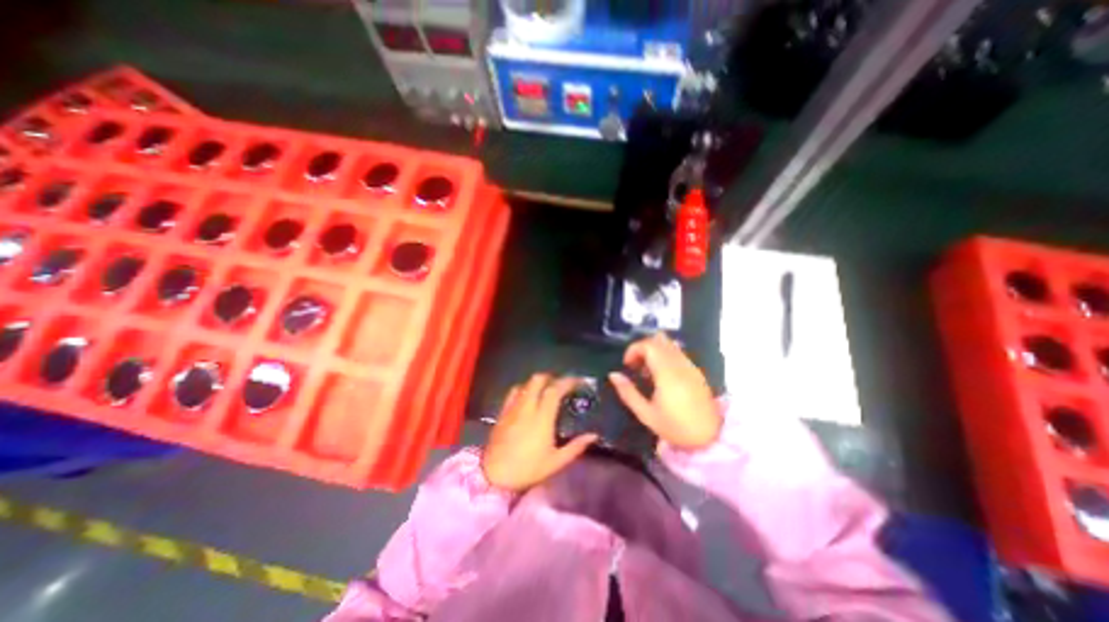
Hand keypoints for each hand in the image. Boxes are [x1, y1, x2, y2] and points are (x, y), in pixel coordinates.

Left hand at [483, 371, 592, 492]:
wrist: (494, 477)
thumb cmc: (528, 469)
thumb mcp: (556, 462)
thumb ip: (576, 447)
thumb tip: (593, 435)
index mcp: (542, 418)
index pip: (554, 390)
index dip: (567, 382)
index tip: (577, 382)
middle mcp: (527, 407)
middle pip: (538, 380)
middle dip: (551, 378)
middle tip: (561, 385)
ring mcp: (513, 408)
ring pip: (525, 384)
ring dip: (538, 382)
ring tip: (546, 390)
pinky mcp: (502, 412)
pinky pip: (513, 392)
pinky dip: (524, 389)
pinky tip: (527, 397)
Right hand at [606, 332, 718, 449]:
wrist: (710, 437)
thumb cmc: (675, 427)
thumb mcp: (646, 414)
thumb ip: (628, 392)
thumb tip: (613, 375)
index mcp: (667, 374)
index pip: (649, 345)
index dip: (634, 349)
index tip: (627, 364)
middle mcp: (680, 364)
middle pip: (659, 340)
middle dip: (642, 348)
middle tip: (635, 366)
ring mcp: (690, 366)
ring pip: (670, 344)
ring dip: (654, 351)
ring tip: (647, 371)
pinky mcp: (696, 371)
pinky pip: (678, 353)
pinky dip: (665, 356)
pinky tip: (662, 375)